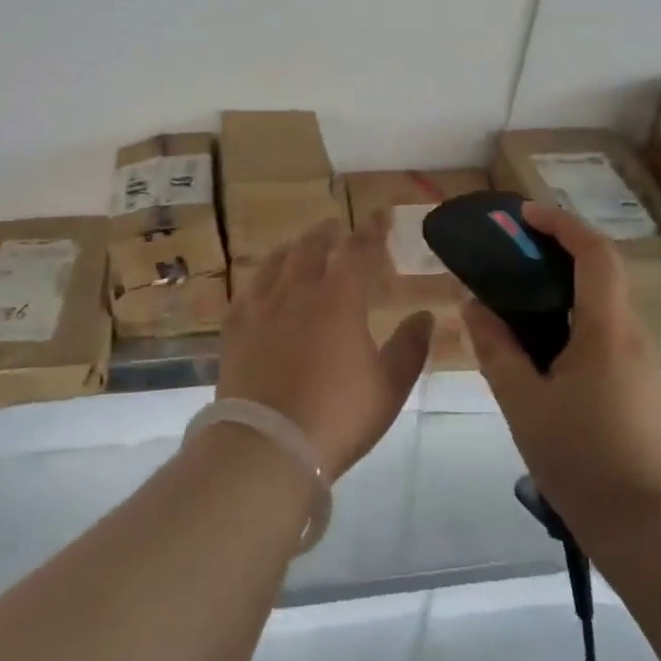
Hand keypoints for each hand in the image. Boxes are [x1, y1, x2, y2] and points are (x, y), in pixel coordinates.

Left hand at [217, 215, 432, 478]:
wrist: (268, 445)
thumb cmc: (338, 416)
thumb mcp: (389, 387)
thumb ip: (410, 347)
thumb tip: (425, 315)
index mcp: (339, 300)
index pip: (358, 251)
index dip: (372, 230)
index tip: (380, 215)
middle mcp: (298, 292)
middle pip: (312, 248)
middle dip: (328, 233)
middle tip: (336, 228)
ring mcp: (261, 308)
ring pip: (277, 262)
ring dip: (293, 248)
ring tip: (300, 245)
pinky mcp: (235, 328)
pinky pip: (248, 290)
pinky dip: (261, 277)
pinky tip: (262, 283)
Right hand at [462, 201, 660, 519]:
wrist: (657, 532)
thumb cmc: (585, 462)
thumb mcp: (524, 405)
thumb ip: (497, 350)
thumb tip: (474, 307)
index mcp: (607, 330)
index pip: (594, 252)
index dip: (561, 224)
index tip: (523, 216)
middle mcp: (632, 336)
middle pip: (600, 274)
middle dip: (557, 253)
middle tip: (510, 259)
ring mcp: (644, 364)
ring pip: (603, 308)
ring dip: (564, 291)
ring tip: (517, 306)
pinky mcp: (644, 389)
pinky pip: (607, 337)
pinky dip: (574, 323)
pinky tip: (544, 354)